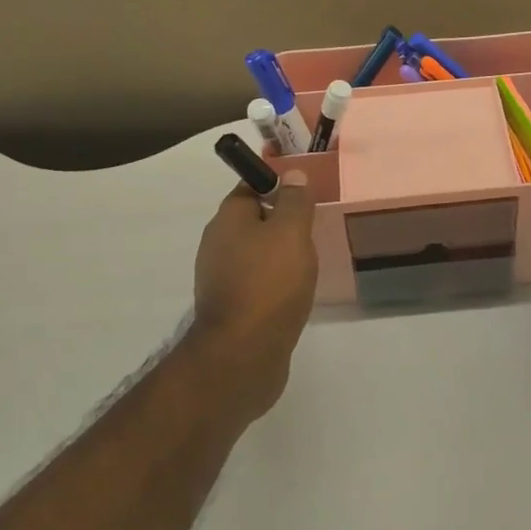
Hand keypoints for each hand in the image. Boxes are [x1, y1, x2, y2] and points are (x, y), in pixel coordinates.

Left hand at [189, 170, 317, 418]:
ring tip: (310, 260)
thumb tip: (292, 175)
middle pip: (251, 221)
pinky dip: (275, 282)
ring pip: (255, 253)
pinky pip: (256, 282)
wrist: (243, 354)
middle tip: (313, 227)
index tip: (304, 194)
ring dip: (279, 254)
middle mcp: (217, 246)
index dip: (276, 185)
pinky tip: (296, 291)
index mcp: (227, 221)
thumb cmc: (269, 283)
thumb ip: (295, 202)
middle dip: (281, 221)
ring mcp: (221, 279)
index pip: (249, 187)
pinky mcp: (232, 308)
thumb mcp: (291, 233)